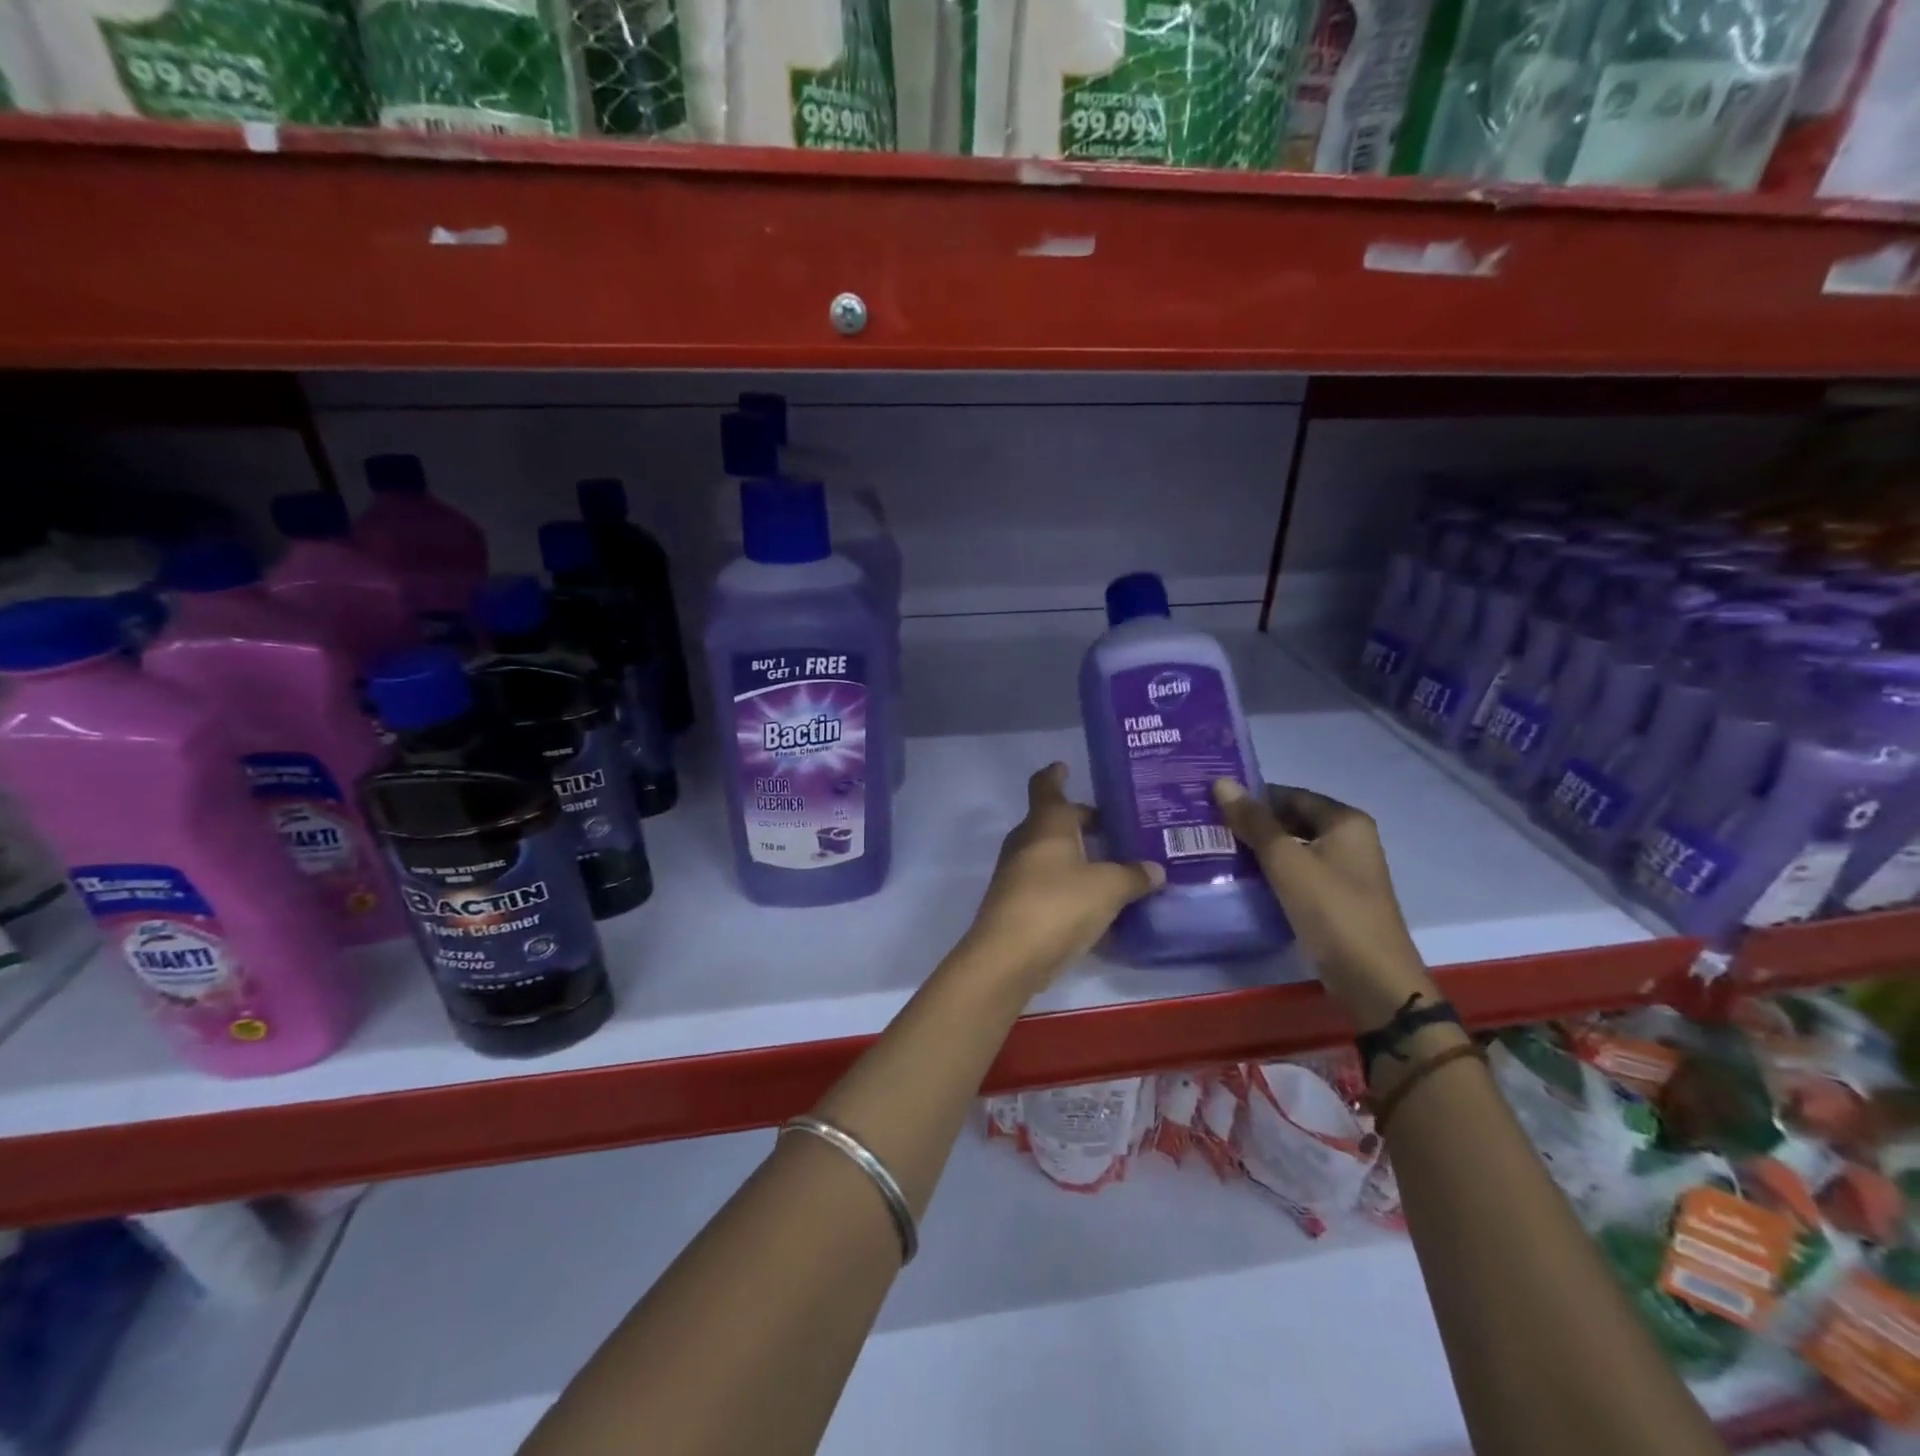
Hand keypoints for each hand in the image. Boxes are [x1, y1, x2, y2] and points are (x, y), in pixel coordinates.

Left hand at [961, 763, 1164, 991]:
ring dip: (1076, 855)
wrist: (1008, 956)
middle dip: (1081, 821)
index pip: (1047, 786)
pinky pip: (1047, 882)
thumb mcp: (1108, 889)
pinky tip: (1095, 901)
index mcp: (1047, 823)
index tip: (1065, 766)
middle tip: (1114, 826)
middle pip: (1054, 821)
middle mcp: (1027, 841)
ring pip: (1051, 853)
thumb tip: (1155, 869)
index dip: (1056, 775)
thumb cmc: (1058, 905)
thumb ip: (1133, 876)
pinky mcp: (1016, 903)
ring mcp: (1017, 873)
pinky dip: (1069, 883)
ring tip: (1112, 864)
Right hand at [1212, 780, 1435, 1026]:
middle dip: (1254, 823)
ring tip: (1216, 849)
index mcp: (1345, 821)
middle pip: (1292, 820)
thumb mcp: (1286, 862)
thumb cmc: (1331, 910)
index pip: (1290, 794)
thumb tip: (1221, 782)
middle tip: (1209, 826)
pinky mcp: (1335, 899)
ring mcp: (1345, 871)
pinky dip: (1272, 872)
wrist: (1372, 979)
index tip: (1212, 801)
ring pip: (1294, 848)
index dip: (1253, 796)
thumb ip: (1254, 822)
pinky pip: (1298, 873)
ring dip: (1260, 849)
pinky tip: (1242, 878)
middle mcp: (1350, 840)